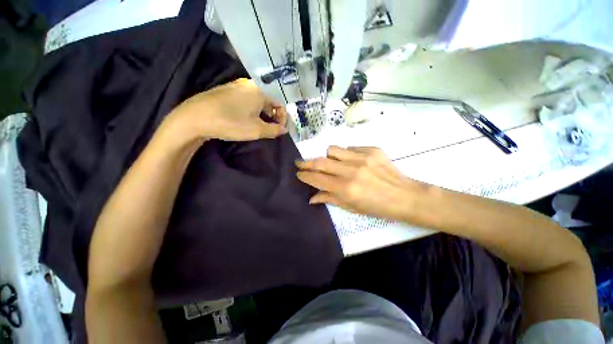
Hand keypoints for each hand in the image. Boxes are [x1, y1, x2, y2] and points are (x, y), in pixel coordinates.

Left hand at [167, 78, 286, 140]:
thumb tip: (284, 129)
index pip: (279, 102)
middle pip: (269, 99)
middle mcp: (249, 84)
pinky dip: (252, 109)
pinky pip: (246, 99)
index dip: (283, 117)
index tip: (280, 129)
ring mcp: (236, 86)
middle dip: (273, 115)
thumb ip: (274, 130)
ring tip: (261, 125)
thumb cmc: (231, 123)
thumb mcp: (257, 130)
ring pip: (257, 99)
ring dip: (263, 113)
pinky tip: (247, 119)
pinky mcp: (226, 91)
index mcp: (259, 90)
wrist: (195, 118)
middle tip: (272, 128)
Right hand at [296, 146, 430, 221]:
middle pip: (320, 162)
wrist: (404, 196)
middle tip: (300, 163)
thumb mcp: (351, 208)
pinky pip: (350, 147)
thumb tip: (311, 197)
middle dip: (306, 162)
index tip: (298, 173)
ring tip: (332, 163)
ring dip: (328, 156)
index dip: (304, 175)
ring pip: (332, 149)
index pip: (317, 178)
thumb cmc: (376, 207)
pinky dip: (346, 154)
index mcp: (345, 189)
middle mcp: (350, 171)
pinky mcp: (371, 150)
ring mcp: (361, 158)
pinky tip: (352, 162)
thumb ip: (329, 199)